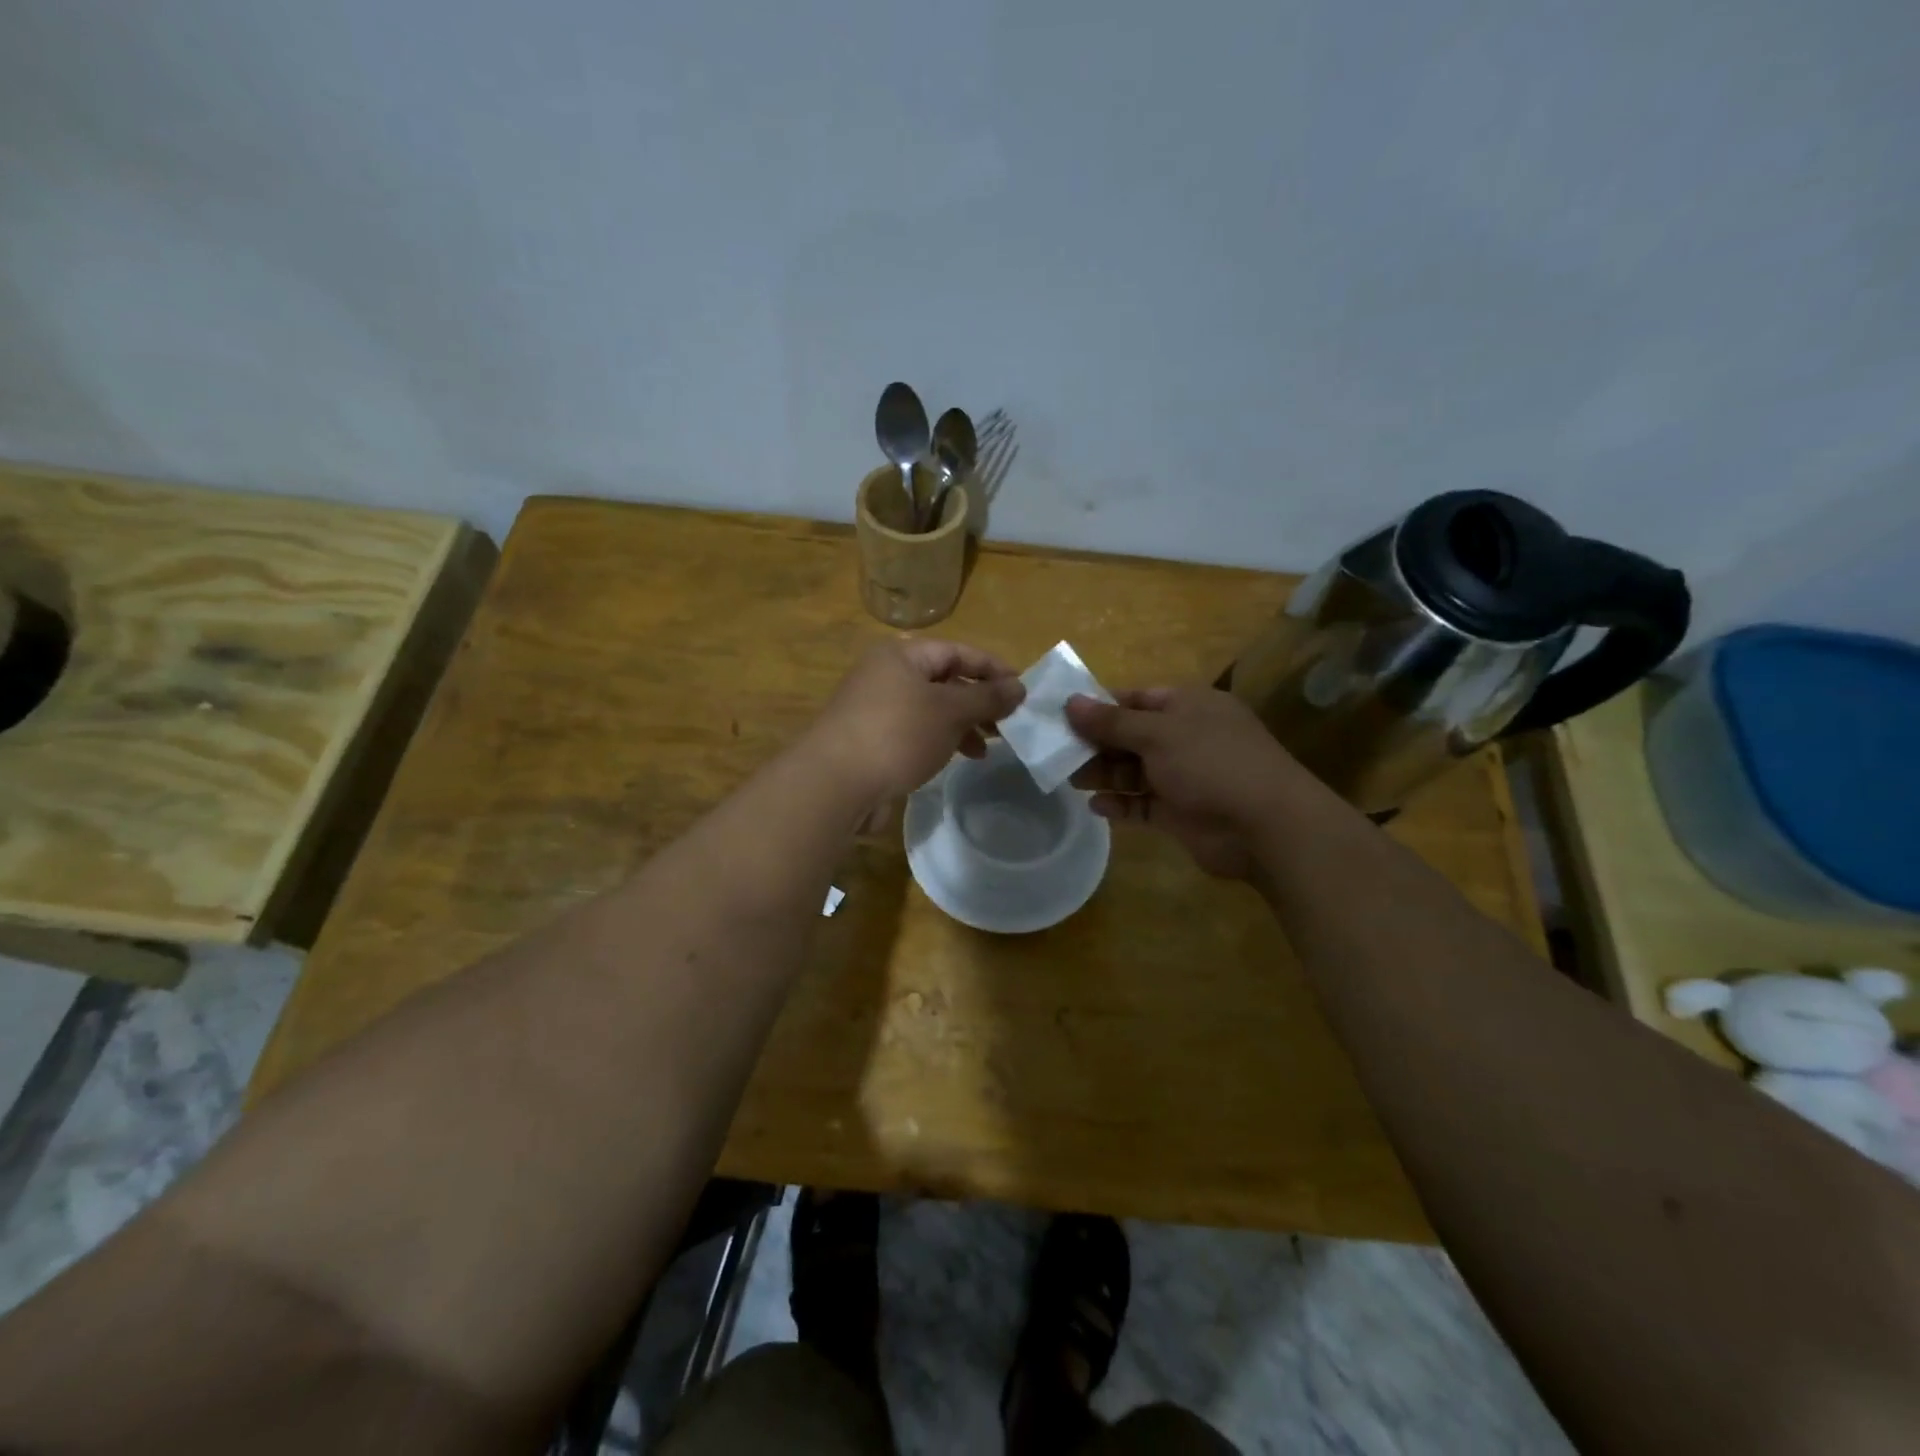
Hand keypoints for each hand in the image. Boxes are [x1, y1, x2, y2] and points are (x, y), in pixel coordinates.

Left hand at [805, 639, 1024, 820]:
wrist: (835, 784)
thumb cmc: (897, 734)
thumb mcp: (950, 711)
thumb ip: (987, 697)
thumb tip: (1020, 687)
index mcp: (902, 655)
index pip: (958, 651)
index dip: (993, 668)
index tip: (1023, 691)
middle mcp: (886, 675)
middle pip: (944, 680)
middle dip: (979, 701)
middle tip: (1008, 723)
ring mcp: (876, 709)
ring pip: (931, 709)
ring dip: (963, 725)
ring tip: (988, 748)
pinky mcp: (872, 740)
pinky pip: (916, 732)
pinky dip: (940, 741)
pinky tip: (958, 759)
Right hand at [1065, 687, 1306, 878]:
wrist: (1264, 826)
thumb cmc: (1211, 763)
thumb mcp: (1157, 734)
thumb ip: (1111, 721)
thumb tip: (1070, 702)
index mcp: (1188, 706)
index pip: (1136, 699)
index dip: (1099, 707)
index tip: (1062, 717)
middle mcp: (1186, 737)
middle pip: (1130, 736)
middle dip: (1096, 744)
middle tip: (1057, 754)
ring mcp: (1184, 776)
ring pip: (1134, 771)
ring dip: (1104, 774)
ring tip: (1071, 781)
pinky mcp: (1181, 812)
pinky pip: (1143, 804)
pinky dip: (1121, 804)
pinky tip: (1098, 807)